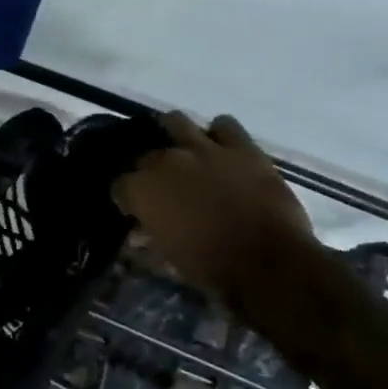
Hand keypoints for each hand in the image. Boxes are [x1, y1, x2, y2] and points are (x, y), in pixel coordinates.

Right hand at [113, 112, 313, 294]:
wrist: (267, 262)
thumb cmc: (209, 267)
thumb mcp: (166, 259)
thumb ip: (147, 240)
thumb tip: (138, 235)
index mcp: (142, 189)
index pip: (119, 185)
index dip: (126, 200)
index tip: (135, 212)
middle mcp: (166, 160)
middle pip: (147, 155)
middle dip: (149, 171)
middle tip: (163, 188)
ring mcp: (204, 149)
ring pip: (176, 121)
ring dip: (175, 135)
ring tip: (184, 152)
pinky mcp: (241, 148)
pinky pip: (224, 125)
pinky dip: (219, 135)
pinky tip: (221, 150)